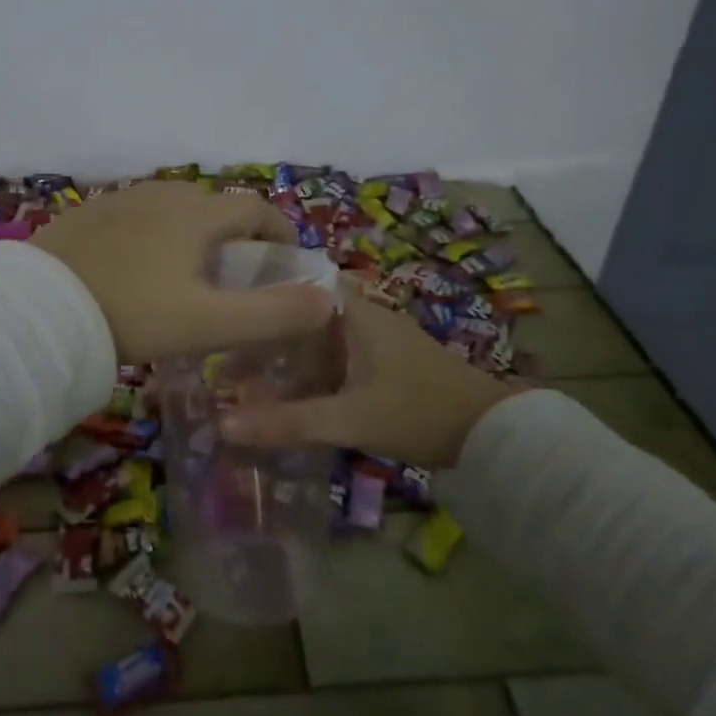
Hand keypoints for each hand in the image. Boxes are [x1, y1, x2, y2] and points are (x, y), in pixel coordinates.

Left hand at [28, 182, 335, 362]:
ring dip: (194, 233)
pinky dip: (155, 235)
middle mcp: (164, 193)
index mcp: (198, 213)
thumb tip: (326, 300)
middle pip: (216, 206)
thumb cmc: (133, 313)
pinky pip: (138, 216)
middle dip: (237, 235)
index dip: (279, 232)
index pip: (257, 209)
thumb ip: (274, 313)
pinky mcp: (90, 213)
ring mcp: (122, 199)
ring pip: (175, 209)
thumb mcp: (210, 323)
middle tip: (236, 276)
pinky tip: (140, 268)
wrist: (40, 310)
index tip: (285, 261)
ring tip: (190, 273)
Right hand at [218, 279, 522, 465]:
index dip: (263, 288)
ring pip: (321, 337)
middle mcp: (365, 316)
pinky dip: (313, 369)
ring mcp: (379, 340)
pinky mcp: (388, 364)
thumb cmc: (416, 410)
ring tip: (248, 372)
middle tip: (228, 348)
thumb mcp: (347, 418)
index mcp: (355, 311)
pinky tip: (292, 391)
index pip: (299, 280)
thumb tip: (223, 424)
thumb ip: (287, 421)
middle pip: (305, 312)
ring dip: (290, 352)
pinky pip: (338, 357)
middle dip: (270, 329)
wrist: (492, 435)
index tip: (227, 303)